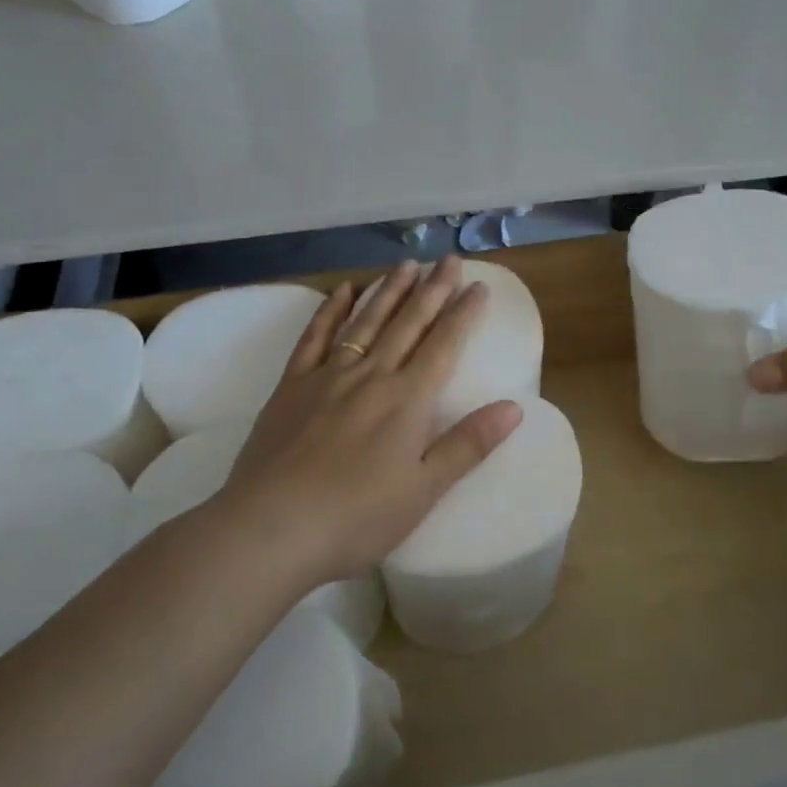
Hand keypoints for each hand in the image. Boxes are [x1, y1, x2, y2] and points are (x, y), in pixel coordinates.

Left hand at [210, 257, 523, 584]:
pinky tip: (344, 290)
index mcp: (407, 399)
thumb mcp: (424, 490)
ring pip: (367, 321)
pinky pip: (315, 337)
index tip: (478, 286)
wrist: (272, 527)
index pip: (444, 344)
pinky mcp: (292, 386)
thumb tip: (514, 407)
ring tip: (406, 265)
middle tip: (448, 259)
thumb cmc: (357, 517)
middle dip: (432, 289)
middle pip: (409, 323)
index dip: (463, 314)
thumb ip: (468, 444)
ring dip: (389, 291)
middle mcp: (372, 375)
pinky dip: (330, 310)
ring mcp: (328, 376)